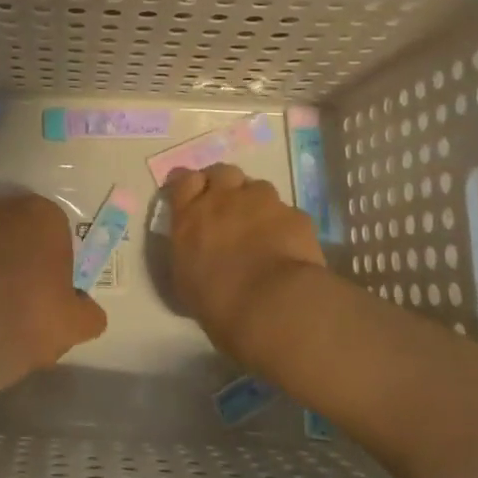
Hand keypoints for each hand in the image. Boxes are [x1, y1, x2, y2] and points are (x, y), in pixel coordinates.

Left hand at [0, 192, 107, 390]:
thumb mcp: (77, 324)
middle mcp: (6, 208)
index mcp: (44, 215)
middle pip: (20, 227)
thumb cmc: (33, 317)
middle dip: (23, 249)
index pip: (56, 228)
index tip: (53, 282)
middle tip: (26, 286)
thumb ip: (89, 311)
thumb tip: (90, 311)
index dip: (55, 255)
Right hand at [165, 163, 327, 358]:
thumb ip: (188, 251)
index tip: (191, 197)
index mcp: (190, 214)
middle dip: (223, 184)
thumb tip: (196, 248)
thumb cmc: (217, 302)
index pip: (183, 180)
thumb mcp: (185, 279)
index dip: (188, 185)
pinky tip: (286, 246)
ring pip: (257, 187)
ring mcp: (263, 202)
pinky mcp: (295, 215)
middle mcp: (224, 198)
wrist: (272, 306)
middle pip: (221, 172)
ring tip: (259, 227)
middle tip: (226, 207)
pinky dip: (284, 225)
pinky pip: (287, 213)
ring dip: (255, 202)